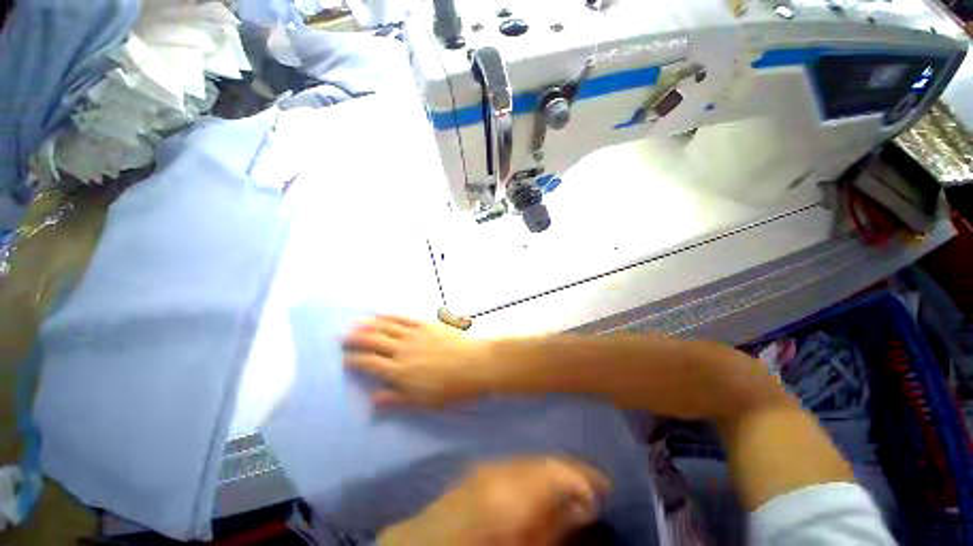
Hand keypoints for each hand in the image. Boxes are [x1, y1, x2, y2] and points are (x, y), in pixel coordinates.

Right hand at [343, 316, 494, 406]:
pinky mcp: (426, 324)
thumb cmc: (452, 388)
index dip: (355, 360)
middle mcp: (402, 350)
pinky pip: (404, 318)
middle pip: (374, 342)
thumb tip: (372, 400)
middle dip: (356, 340)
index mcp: (399, 372)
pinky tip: (382, 314)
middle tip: (342, 337)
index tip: (345, 359)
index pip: (370, 364)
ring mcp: (415, 335)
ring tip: (356, 323)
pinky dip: (390, 316)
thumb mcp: (424, 402)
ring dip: (369, 325)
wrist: (477, 365)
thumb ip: (397, 400)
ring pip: (386, 327)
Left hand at [378, 457, 609, 545]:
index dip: (584, 475)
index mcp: (511, 489)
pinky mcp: (479, 469)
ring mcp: (487, 464)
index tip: (606, 487)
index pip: (556, 469)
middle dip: (571, 472)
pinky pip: (515, 464)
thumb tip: (583, 503)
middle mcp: (500, 467)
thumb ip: (554, 524)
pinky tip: (541, 484)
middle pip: (544, 460)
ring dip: (552, 471)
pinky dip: (533, 471)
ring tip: (571, 487)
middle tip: (593, 488)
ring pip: (530, 460)